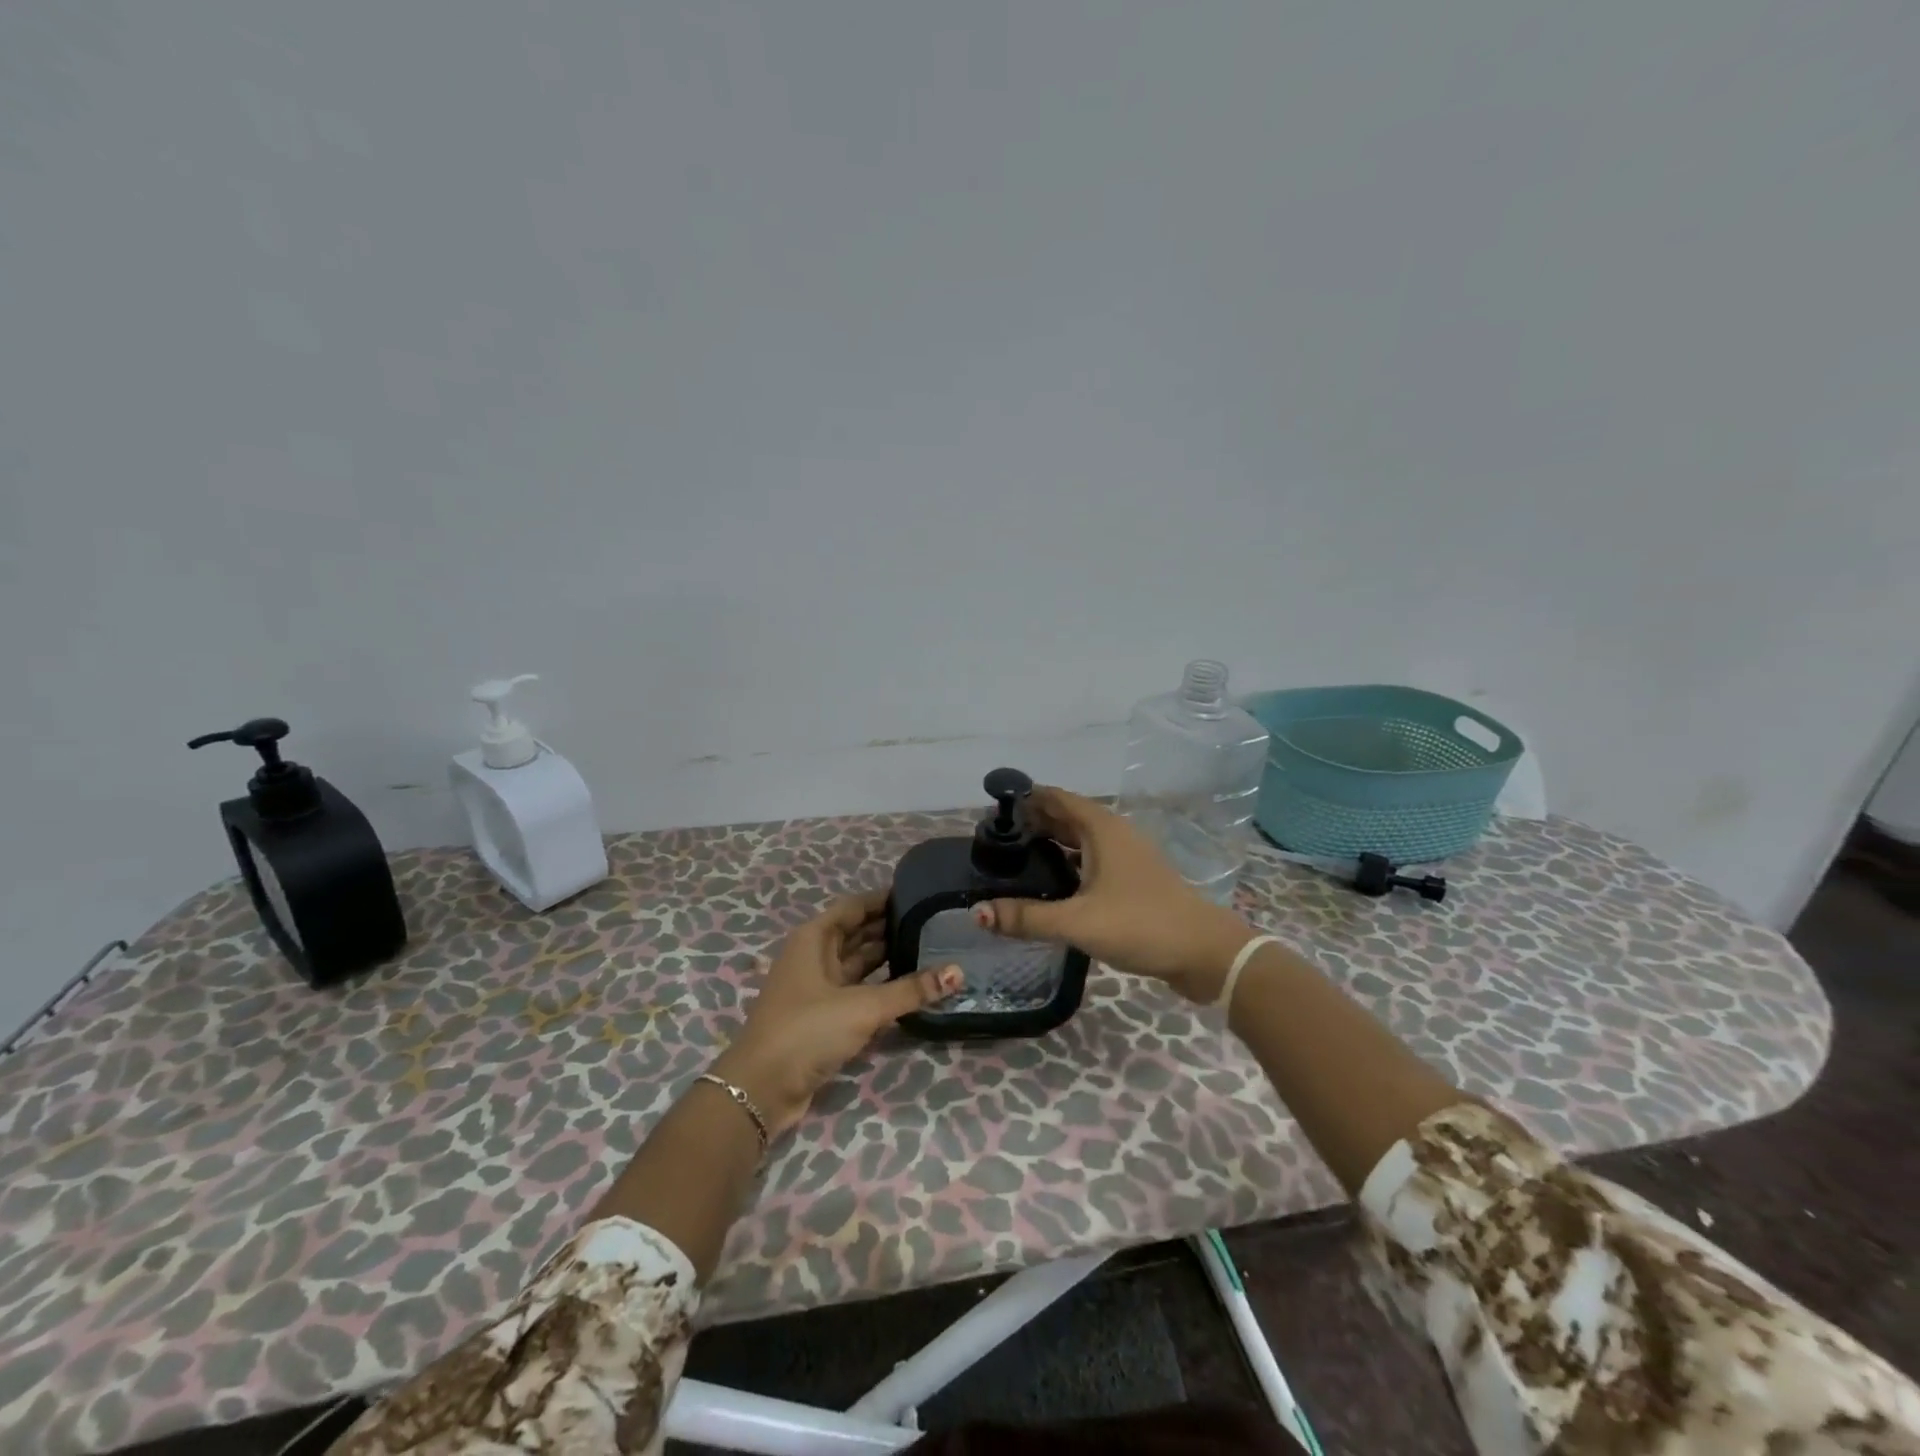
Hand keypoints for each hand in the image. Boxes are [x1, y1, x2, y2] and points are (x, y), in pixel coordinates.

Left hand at [712, 890, 960, 1136]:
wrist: (762, 1089)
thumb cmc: (808, 1030)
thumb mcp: (863, 1007)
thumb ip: (911, 990)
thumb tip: (958, 972)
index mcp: (815, 938)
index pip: (854, 906)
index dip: (883, 898)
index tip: (920, 894)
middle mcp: (814, 956)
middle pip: (857, 933)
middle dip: (891, 927)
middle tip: (934, 923)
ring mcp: (817, 987)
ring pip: (859, 963)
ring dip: (888, 958)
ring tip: (930, 950)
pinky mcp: (823, 1016)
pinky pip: (858, 991)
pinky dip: (881, 986)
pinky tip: (910, 987)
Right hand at [973, 787, 1254, 1002]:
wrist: (1205, 953)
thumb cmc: (1141, 924)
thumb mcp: (1078, 921)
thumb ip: (1026, 917)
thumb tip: (978, 912)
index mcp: (1101, 828)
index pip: (1055, 797)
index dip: (1025, 798)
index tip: (992, 809)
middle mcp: (1114, 834)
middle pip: (1066, 816)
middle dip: (1033, 821)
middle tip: (995, 837)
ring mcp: (1126, 856)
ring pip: (1079, 840)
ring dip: (1050, 842)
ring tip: (1015, 858)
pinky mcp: (1132, 879)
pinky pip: (1090, 860)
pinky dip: (1067, 863)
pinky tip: (1050, 885)